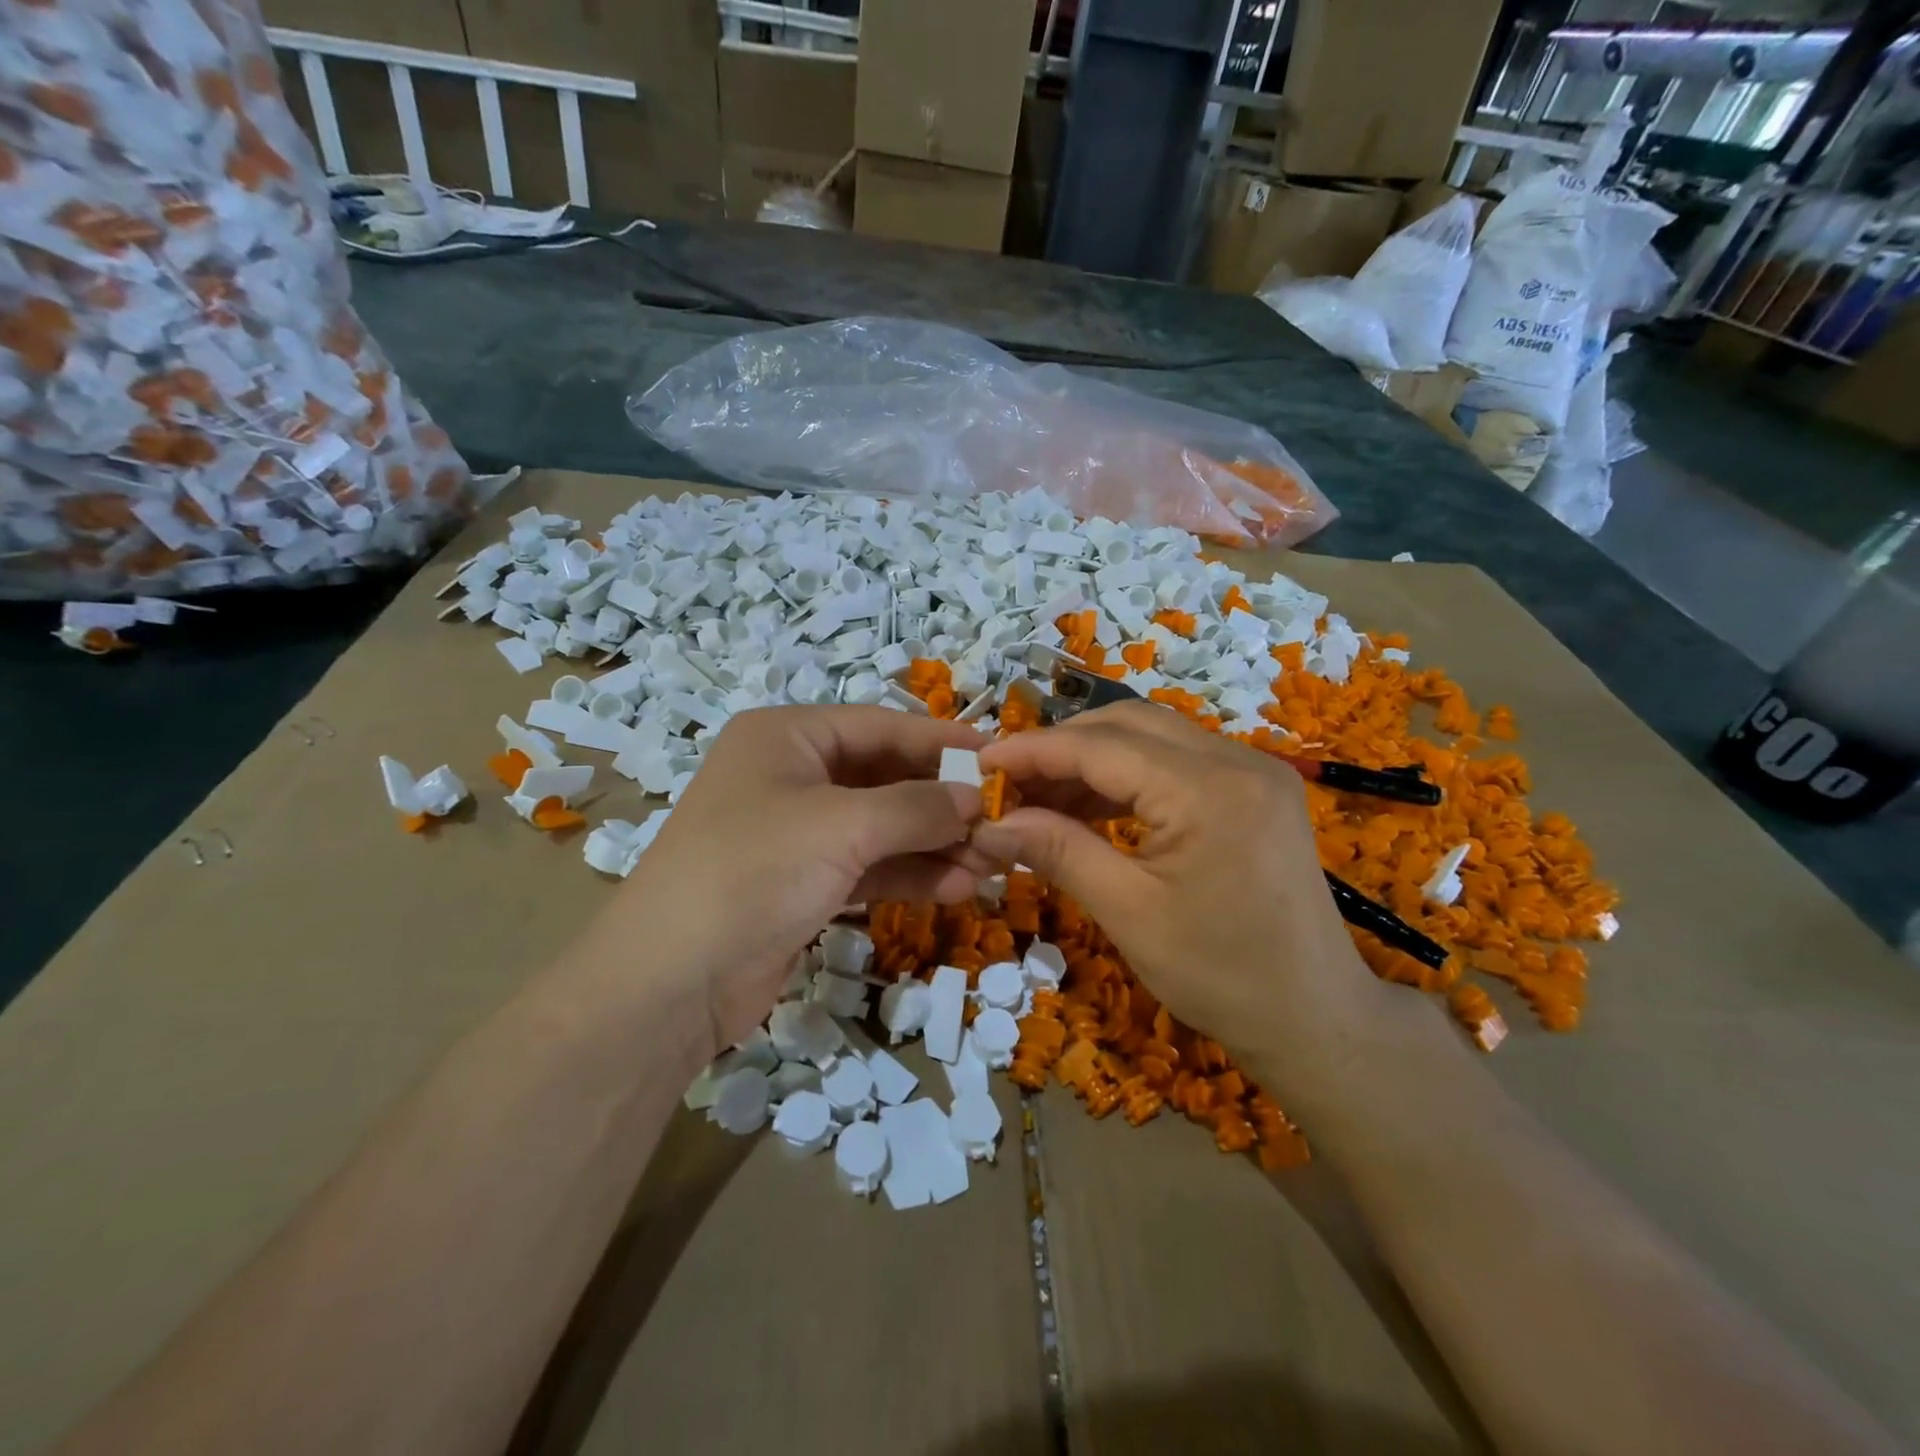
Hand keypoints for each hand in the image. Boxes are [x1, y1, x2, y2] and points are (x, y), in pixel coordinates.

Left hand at [605, 706, 993, 1058]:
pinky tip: (957, 888)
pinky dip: (910, 874)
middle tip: (1002, 822)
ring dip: (934, 843)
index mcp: (788, 736)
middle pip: (885, 777)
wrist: (671, 982)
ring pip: (882, 827)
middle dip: (943, 802)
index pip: (882, 725)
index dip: (942, 741)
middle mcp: (791, 775)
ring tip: (991, 864)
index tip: (1000, 756)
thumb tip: (975, 798)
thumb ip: (917, 807)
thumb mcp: (842, 826)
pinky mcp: (803, 883)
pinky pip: (869, 866)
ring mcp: (797, 832)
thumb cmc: (754, 871)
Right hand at [973, 703, 1428, 1098]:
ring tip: (1041, 798)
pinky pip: (1177, 760)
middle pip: (1128, 723)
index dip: (1034, 750)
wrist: (1316, 1018)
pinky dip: (1128, 775)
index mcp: (1209, 790)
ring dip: (1093, 758)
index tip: (980, 762)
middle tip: (1010, 783)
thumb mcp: (1129, 914)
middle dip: (1062, 746)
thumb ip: (1059, 852)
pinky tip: (1091, 807)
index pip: (1101, 746)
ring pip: (1152, 735)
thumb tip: (991, 822)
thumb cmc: (1222, 976)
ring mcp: (1254, 769)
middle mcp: (1238, 759)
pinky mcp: (1256, 788)